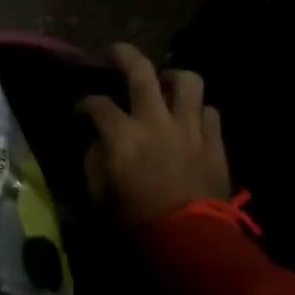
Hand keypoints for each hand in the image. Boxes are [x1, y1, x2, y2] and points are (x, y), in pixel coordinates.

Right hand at [79, 43, 230, 226]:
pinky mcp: (215, 143)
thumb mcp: (99, 191)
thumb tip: (99, 140)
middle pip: (141, 71)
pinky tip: (190, 119)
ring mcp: (190, 129)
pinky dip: (198, 111)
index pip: (97, 104)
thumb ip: (95, 158)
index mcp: (123, 134)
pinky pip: (210, 112)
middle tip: (115, 52)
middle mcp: (156, 121)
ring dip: (172, 77)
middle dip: (124, 55)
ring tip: (164, 82)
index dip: (84, 103)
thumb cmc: (136, 219)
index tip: (79, 110)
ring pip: (187, 81)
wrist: (189, 242)